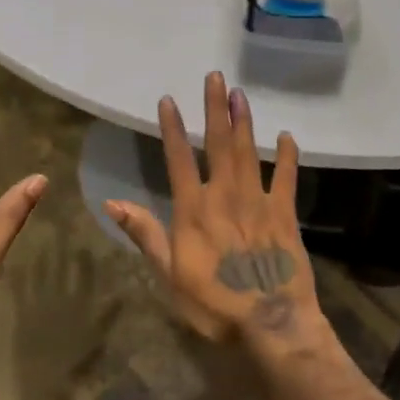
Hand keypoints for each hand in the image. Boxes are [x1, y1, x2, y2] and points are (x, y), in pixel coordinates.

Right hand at [106, 72, 323, 349]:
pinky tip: (286, 136)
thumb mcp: (169, 274)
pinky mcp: (284, 213)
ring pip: (248, 152)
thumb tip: (112, 203)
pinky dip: (286, 156)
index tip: (168, 99)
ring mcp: (258, 201)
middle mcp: (225, 194)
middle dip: (215, 108)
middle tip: (215, 76)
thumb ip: (145, 234)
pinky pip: (286, 178)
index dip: (172, 128)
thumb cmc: (214, 303)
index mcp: (194, 209)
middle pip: (218, 143)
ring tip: (240, 93)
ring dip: (243, 121)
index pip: (178, 159)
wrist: (271, 322)